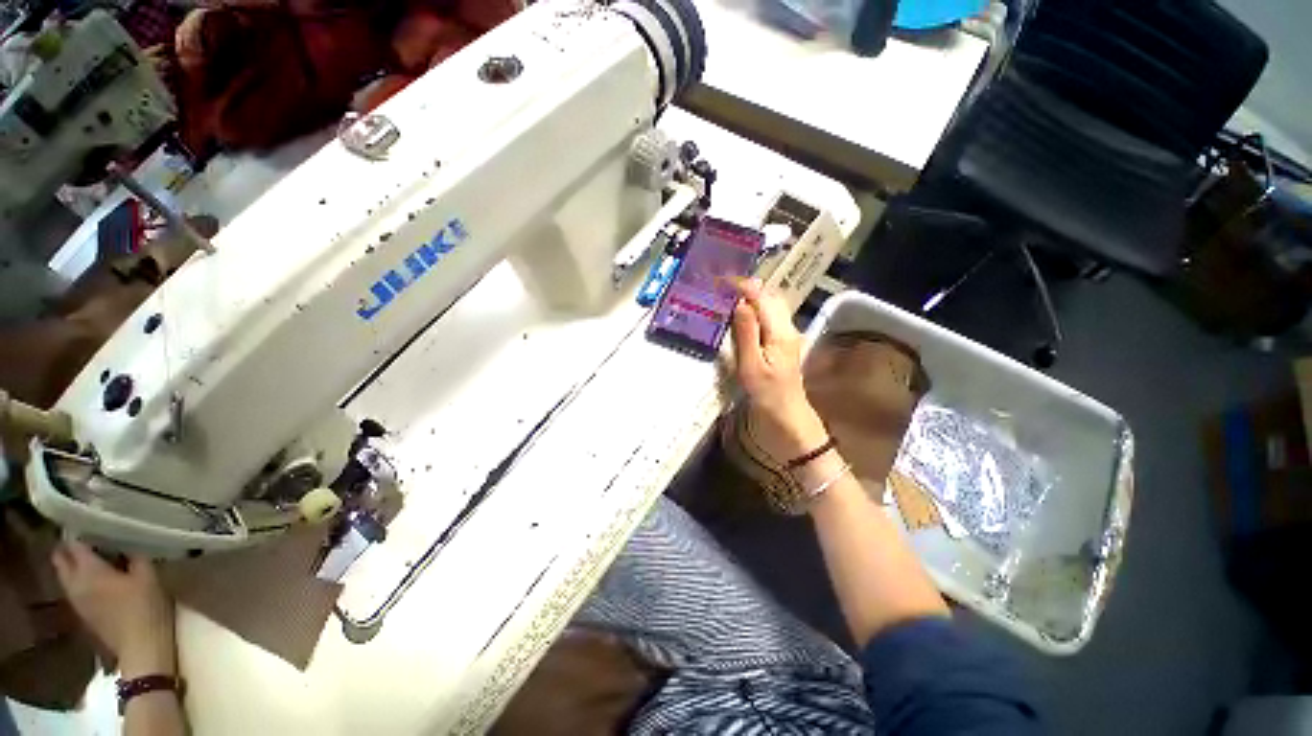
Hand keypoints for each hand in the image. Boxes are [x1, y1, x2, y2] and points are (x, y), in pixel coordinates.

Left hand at [52, 541, 176, 677]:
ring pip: (64, 576)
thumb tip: (128, 543)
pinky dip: (78, 580)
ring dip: (71, 565)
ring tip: (90, 557)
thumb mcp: (148, 576)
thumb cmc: (145, 607)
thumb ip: (135, 557)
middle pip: (61, 560)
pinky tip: (94, 581)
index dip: (78, 532)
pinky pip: (73, 589)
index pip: (74, 544)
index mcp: (89, 570)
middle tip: (84, 539)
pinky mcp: (83, 612)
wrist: (140, 647)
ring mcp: (77, 600)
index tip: (88, 522)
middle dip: (67, 549)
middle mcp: (75, 582)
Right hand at [730, 278, 828, 461]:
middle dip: (748, 286)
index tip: (721, 280)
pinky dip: (757, 307)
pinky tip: (743, 313)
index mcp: (780, 332)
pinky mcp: (785, 341)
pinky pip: (771, 315)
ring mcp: (789, 334)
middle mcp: (788, 327)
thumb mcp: (751, 366)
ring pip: (772, 304)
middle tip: (723, 285)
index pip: (762, 298)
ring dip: (753, 295)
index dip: (742, 286)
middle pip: (771, 296)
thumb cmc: (767, 393)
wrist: (787, 415)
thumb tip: (739, 303)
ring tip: (730, 294)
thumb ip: (746, 333)